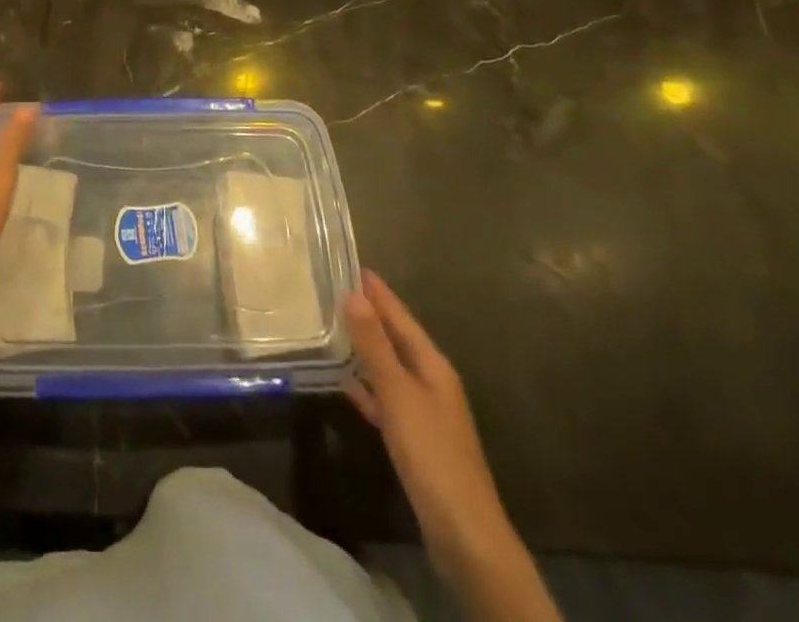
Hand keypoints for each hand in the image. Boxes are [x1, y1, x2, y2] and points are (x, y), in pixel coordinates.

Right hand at [344, 271, 519, 578]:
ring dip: (366, 349)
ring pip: (390, 368)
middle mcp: (432, 382)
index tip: (354, 266)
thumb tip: (353, 293)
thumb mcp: (398, 393)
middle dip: (371, 315)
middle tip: (336, 289)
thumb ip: (374, 344)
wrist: (463, 533)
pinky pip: (386, 398)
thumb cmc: (431, 453)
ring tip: (334, 328)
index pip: (401, 317)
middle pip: (397, 339)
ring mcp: (425, 412)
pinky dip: (367, 386)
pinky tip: (346, 384)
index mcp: (433, 365)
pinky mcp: (416, 439)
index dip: (379, 293)